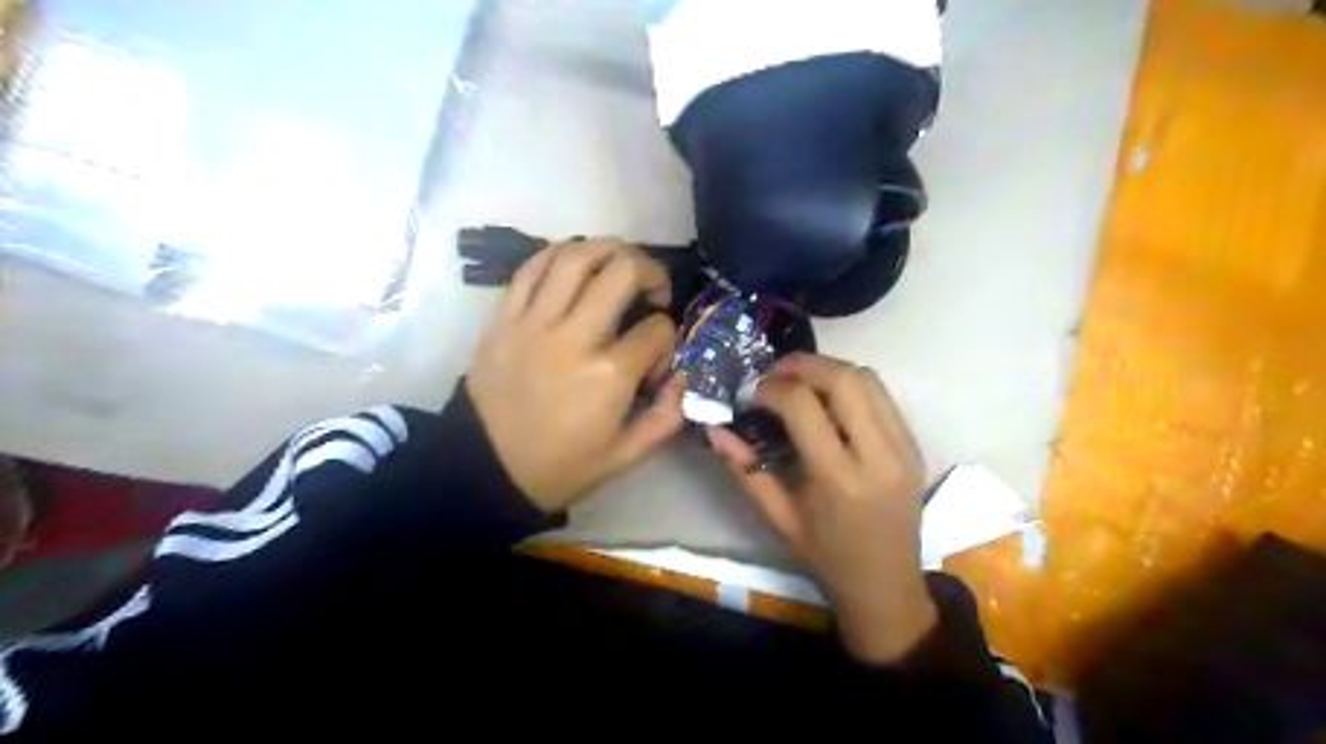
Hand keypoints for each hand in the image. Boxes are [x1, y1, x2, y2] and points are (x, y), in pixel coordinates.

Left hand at [468, 238, 682, 511]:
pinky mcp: (503, 318)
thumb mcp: (625, 456)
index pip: (657, 329)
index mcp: (609, 375)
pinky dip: (558, 255)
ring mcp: (534, 322)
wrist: (485, 470)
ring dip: (609, 250)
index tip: (655, 362)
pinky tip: (574, 264)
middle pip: (623, 271)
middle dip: (651, 271)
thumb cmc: (560, 466)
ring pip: (575, 256)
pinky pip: (531, 268)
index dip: (668, 340)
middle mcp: (574, 337)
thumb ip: (666, 418)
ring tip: (620, 264)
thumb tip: (683, 378)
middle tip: (654, 289)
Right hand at [710, 352, 935, 662]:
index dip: (772, 388)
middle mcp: (878, 456)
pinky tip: (828, 397)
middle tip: (774, 373)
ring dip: (829, 368)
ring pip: (868, 379)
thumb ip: (745, 469)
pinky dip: (851, 384)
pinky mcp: (914, 446)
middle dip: (803, 364)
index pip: (804, 406)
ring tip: (799, 379)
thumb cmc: (826, 558)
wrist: (887, 586)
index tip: (751, 392)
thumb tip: (715, 428)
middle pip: (844, 379)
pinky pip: (883, 396)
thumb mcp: (778, 518)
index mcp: (839, 479)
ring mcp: (904, 448)